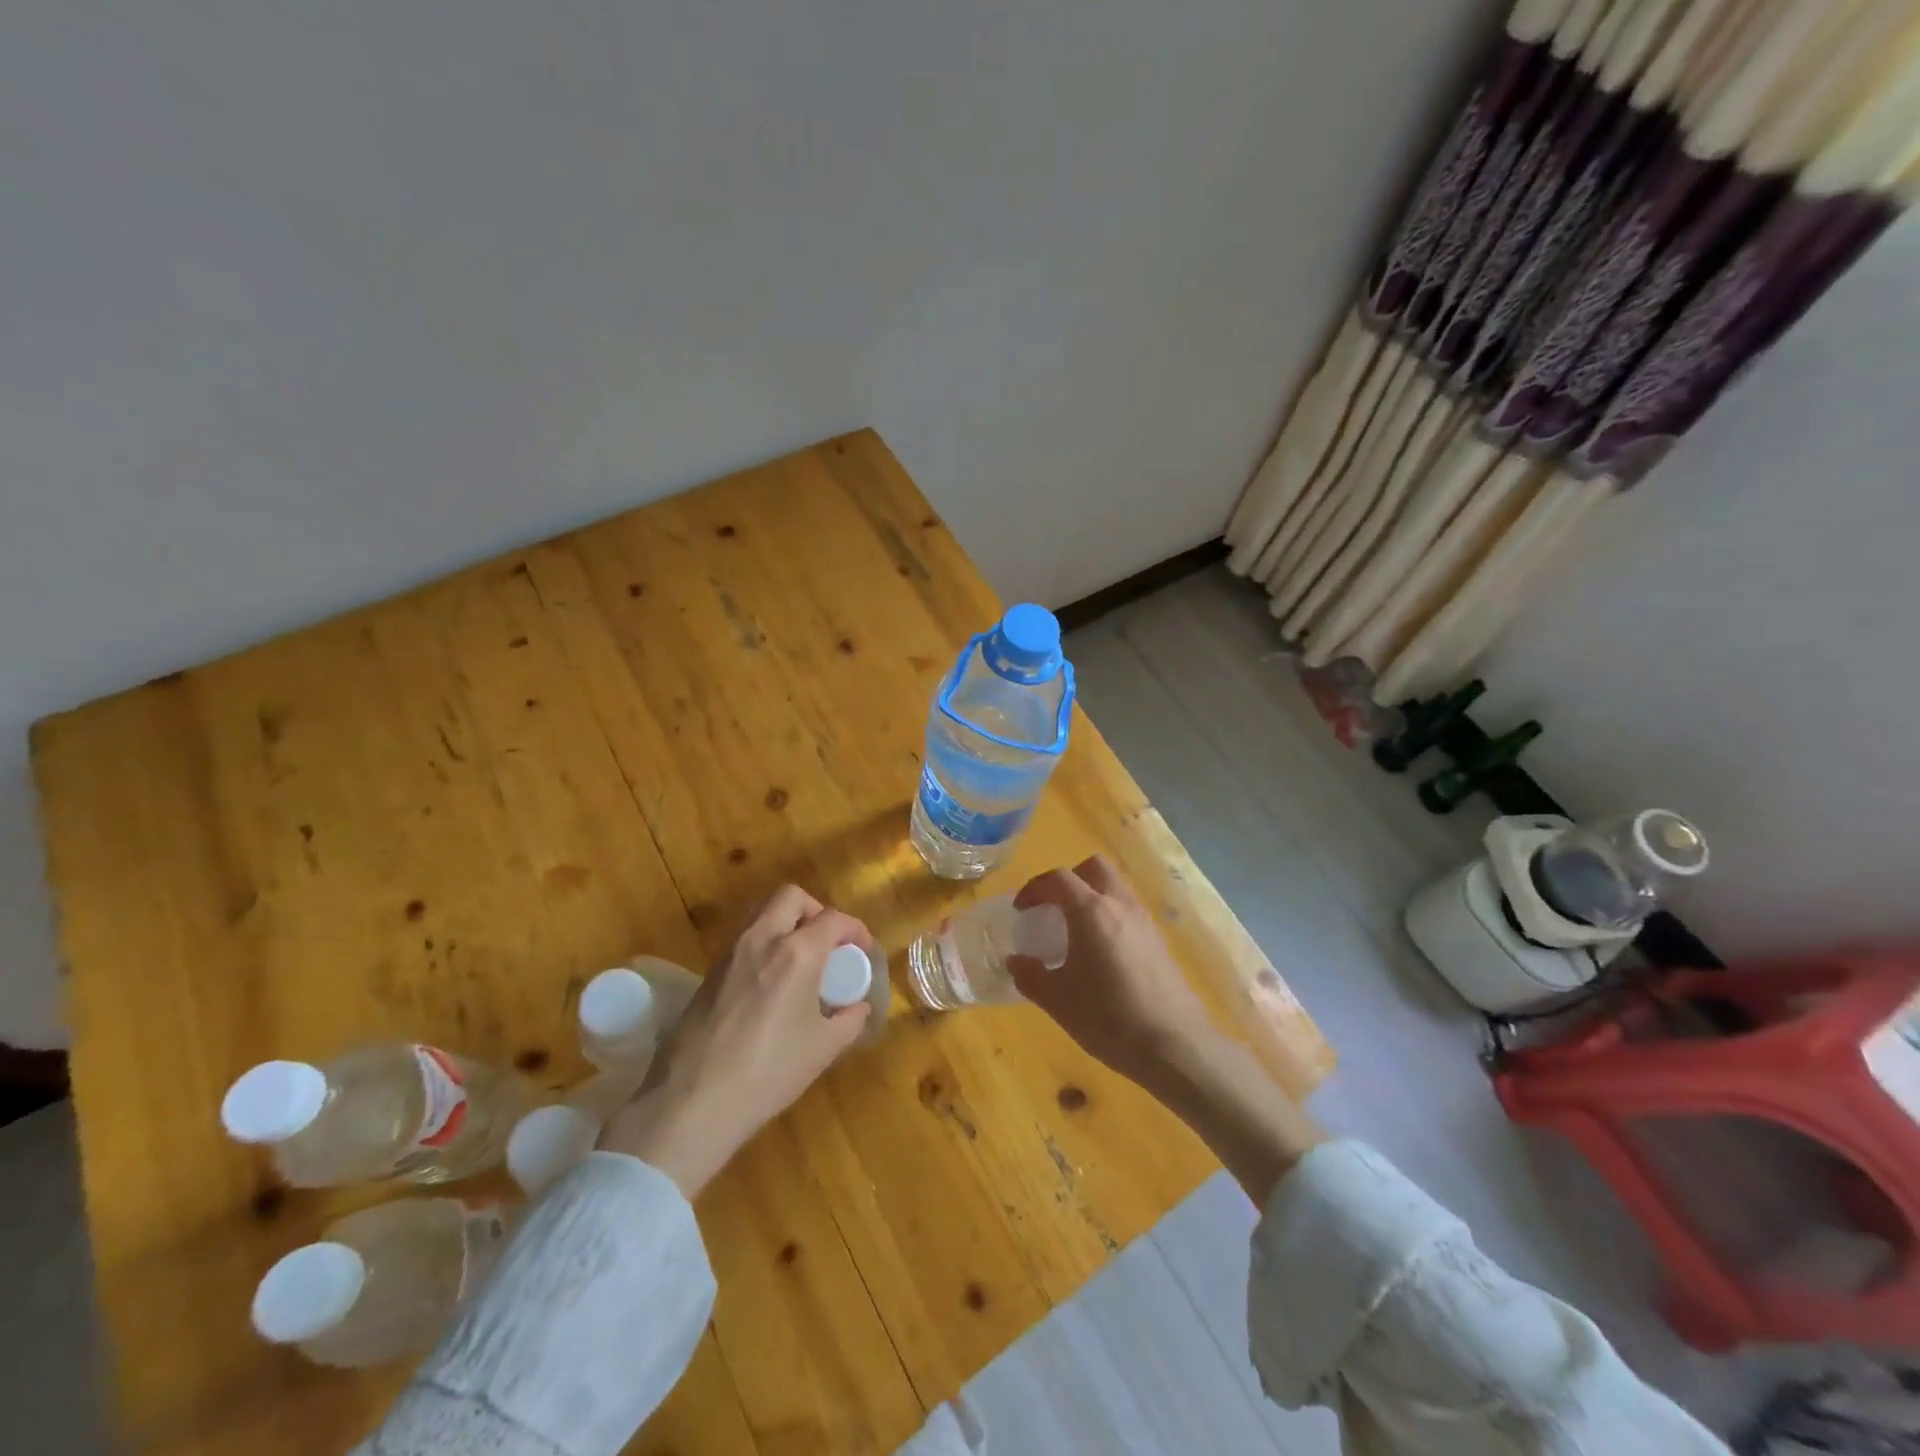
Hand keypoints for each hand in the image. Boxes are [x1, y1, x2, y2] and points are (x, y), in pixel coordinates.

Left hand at [599, 885, 871, 1194]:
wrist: (692, 1102)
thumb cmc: (768, 1072)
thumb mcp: (822, 1049)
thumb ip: (848, 1020)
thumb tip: (857, 1007)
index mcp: (796, 953)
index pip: (833, 919)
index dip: (855, 929)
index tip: (863, 950)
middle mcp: (762, 939)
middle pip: (791, 897)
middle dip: (815, 911)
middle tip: (827, 943)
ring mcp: (730, 953)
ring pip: (762, 913)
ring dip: (787, 923)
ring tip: (800, 961)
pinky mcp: (709, 972)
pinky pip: (744, 939)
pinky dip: (764, 944)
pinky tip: (771, 983)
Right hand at [1008, 856, 1215, 1086]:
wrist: (1174, 1046)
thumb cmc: (1108, 1018)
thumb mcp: (1057, 1001)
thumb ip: (1030, 976)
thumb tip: (1015, 961)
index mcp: (1091, 912)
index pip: (1058, 878)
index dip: (1034, 888)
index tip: (1021, 910)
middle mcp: (1120, 906)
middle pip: (1094, 868)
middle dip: (1069, 880)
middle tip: (1053, 908)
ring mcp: (1145, 922)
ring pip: (1116, 888)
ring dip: (1092, 897)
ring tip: (1076, 932)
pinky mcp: (1160, 942)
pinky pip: (1129, 912)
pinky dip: (1111, 918)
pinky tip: (1103, 955)